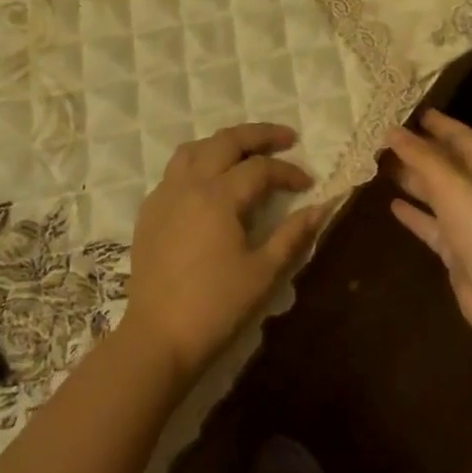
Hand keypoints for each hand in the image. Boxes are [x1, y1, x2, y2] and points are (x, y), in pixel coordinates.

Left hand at [121, 122, 323, 381]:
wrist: (158, 337)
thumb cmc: (216, 307)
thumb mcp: (264, 273)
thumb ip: (293, 235)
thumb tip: (321, 207)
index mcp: (218, 196)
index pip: (260, 169)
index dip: (288, 172)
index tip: (308, 184)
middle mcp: (189, 184)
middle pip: (225, 141)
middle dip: (259, 135)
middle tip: (286, 138)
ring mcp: (164, 195)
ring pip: (194, 149)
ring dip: (224, 143)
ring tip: (246, 152)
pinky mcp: (149, 211)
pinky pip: (175, 171)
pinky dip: (198, 163)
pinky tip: (210, 182)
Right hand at [386, 110, 471, 343]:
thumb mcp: (452, 185)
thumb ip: (421, 157)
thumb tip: (392, 130)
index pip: (463, 137)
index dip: (441, 124)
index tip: (414, 112)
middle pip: (447, 164)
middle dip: (419, 151)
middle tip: (384, 139)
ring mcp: (469, 223)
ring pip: (436, 194)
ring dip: (412, 180)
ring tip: (380, 166)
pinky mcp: (457, 251)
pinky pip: (431, 225)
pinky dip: (414, 215)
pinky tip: (392, 206)